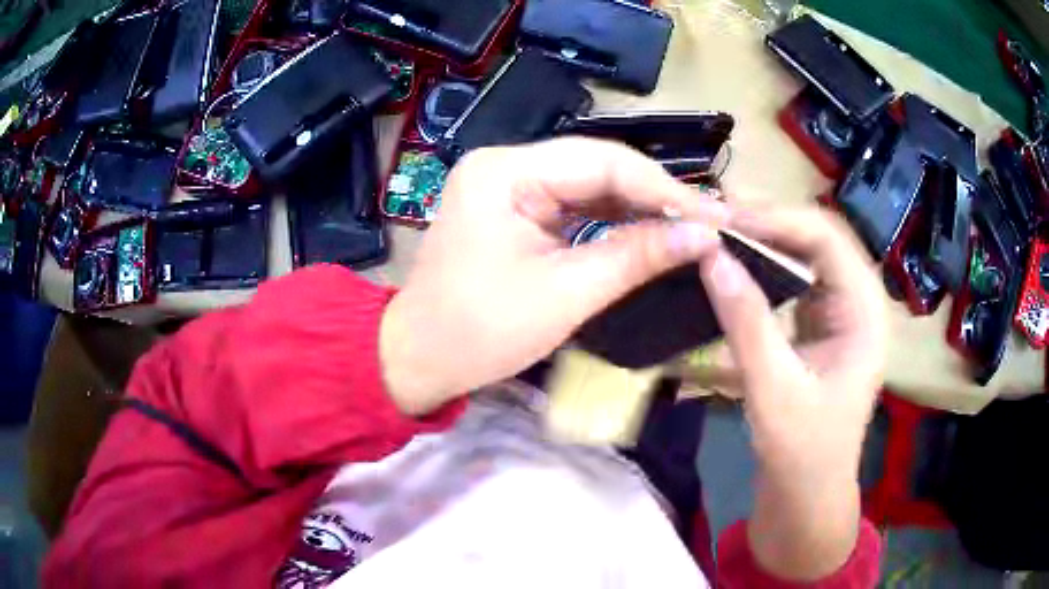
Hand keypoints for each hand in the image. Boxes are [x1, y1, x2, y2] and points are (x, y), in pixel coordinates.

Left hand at [380, 138, 729, 414]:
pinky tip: (649, 230)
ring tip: (690, 226)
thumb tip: (702, 237)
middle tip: (708, 221)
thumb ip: (635, 257)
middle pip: (597, 166)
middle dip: (655, 195)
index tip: (714, 216)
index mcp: (505, 172)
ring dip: (638, 206)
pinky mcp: (514, 208)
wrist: (420, 358)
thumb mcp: (565, 295)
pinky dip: (612, 219)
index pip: (602, 162)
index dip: (665, 189)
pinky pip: (573, 204)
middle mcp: (505, 164)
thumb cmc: (479, 332)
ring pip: (589, 184)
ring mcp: (508, 184)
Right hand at [697, 209, 886, 580]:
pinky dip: (767, 264)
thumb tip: (711, 257)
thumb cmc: (801, 451)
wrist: (808, 492)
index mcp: (865, 312)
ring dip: (766, 239)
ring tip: (721, 234)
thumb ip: (746, 322)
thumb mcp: (773, 390)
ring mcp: (843, 309)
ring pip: (806, 252)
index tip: (722, 219)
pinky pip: (797, 276)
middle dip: (768, 223)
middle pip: (817, 236)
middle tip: (714, 221)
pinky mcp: (823, 322)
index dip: (775, 219)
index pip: (825, 237)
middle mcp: (860, 299)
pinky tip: (739, 264)